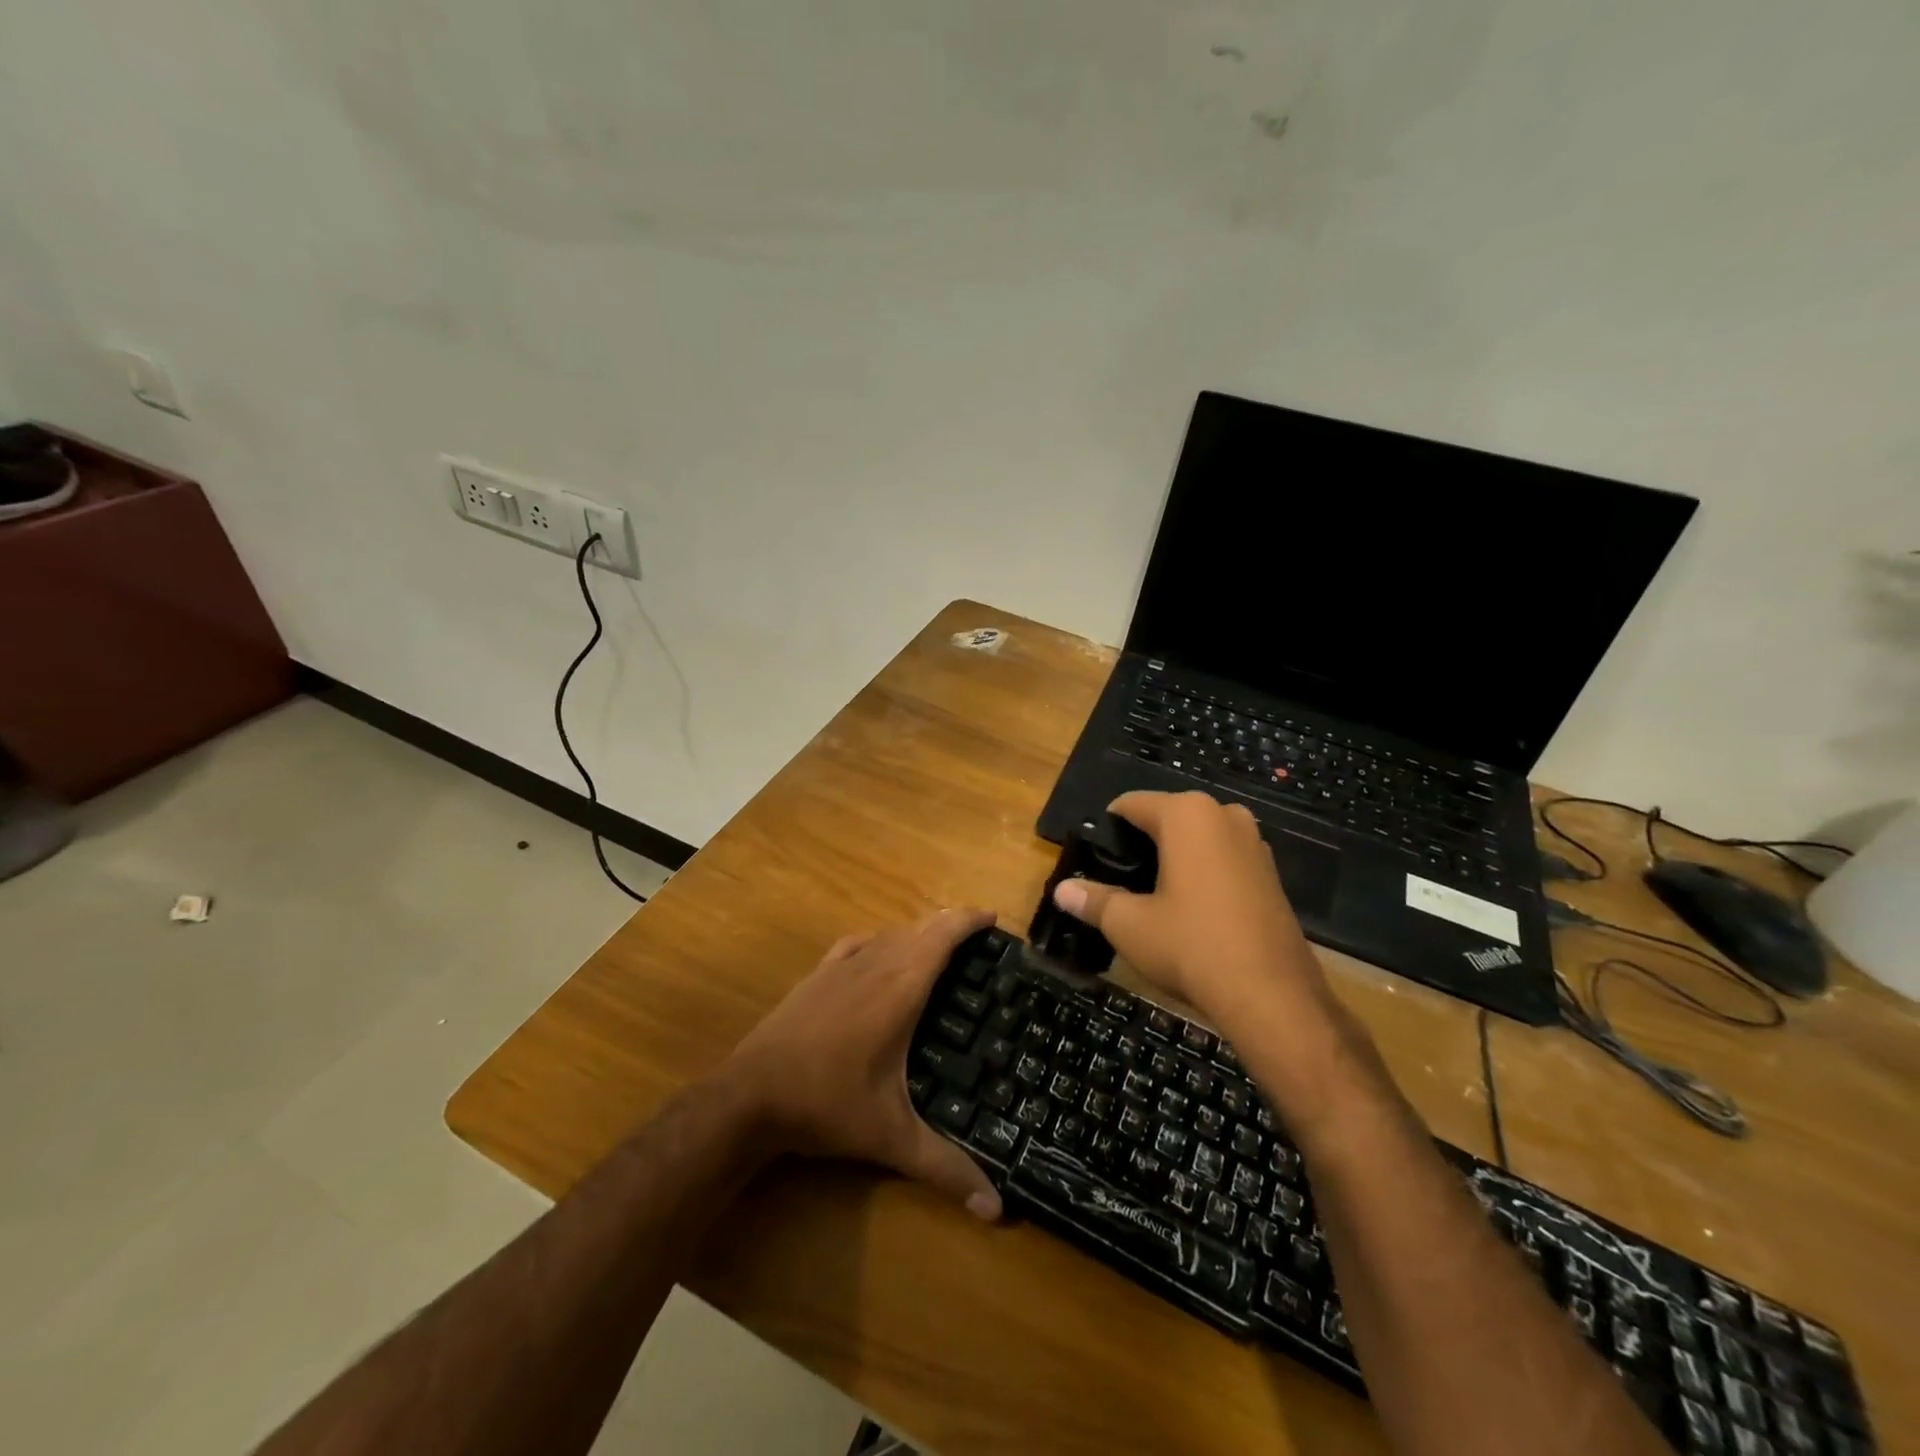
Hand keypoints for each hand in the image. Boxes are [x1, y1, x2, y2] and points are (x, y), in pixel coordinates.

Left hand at [722, 907, 1002, 1220]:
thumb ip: (945, 1168)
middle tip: (978, 938)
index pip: (942, 937)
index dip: (968, 920)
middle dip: (949, 924)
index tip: (993, 917)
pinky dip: (880, 940)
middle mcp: (874, 965)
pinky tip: (880, 952)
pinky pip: (857, 943)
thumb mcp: (891, 1138)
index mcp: (900, 989)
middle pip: (919, 928)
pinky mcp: (816, 976)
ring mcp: (840, 967)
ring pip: (889, 933)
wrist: (749, 1096)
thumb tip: (997, 1211)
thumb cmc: (827, 1105)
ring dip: (917, 932)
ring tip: (938, 947)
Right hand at [1050, 791, 1334, 1028]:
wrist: (1272, 995)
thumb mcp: (1129, 924)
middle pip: (1168, 817)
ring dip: (1176, 857)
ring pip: (1199, 838)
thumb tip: (1062, 890)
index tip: (1094, 857)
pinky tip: (1192, 909)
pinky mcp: (1272, 873)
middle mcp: (1224, 815)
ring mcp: (1254, 842)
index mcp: (1186, 814)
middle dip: (1143, 842)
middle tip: (1120, 879)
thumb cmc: (1191, 946)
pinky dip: (1204, 873)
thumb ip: (1094, 900)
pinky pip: (1224, 859)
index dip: (1107, 828)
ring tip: (1152, 895)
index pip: (1132, 804)